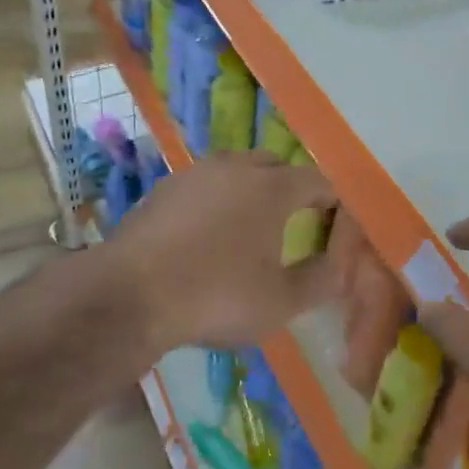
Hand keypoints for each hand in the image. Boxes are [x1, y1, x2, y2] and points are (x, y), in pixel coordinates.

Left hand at [105, 151, 339, 356]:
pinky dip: (215, 200)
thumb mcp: (280, 302)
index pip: (317, 181)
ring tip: (251, 223)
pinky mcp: (163, 189)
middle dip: (290, 187)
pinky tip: (207, 232)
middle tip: (296, 219)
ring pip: (235, 170)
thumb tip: (338, 267)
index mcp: (272, 188)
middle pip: (274, 166)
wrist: (130, 294)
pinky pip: (203, 185)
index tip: (337, 219)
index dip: (332, 199)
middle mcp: (235, 168)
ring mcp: (194, 174)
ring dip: (250, 189)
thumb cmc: (216, 296)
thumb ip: (319, 281)